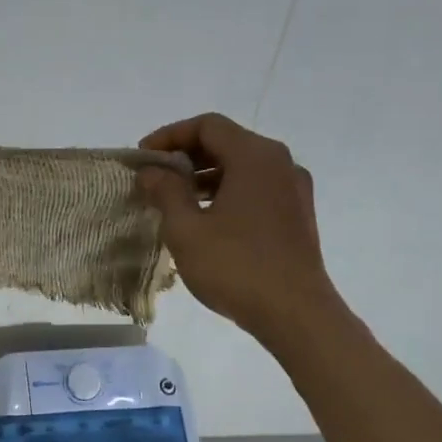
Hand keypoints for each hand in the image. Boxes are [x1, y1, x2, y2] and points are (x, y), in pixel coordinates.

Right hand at [136, 112, 340, 337]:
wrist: (297, 315)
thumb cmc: (236, 267)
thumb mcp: (187, 229)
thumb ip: (166, 192)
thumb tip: (152, 171)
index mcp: (255, 157)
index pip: (207, 126)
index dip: (170, 135)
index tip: (144, 157)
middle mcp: (280, 163)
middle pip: (227, 142)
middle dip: (187, 155)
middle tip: (156, 177)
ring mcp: (293, 190)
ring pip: (243, 167)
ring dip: (206, 176)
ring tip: (175, 200)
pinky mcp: (297, 215)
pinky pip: (257, 188)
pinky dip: (228, 192)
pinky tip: (206, 219)